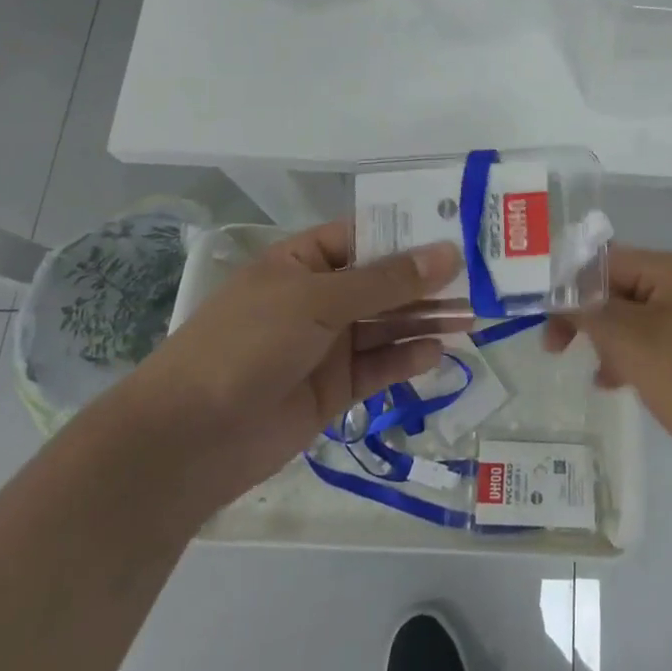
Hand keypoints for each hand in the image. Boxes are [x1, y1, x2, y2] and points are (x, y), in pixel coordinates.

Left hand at [136, 220, 460, 504]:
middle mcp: (319, 298)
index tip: (461, 230)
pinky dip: (408, 359)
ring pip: (388, 325)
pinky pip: (380, 366)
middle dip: (428, 281)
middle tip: (482, 278)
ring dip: (427, 319)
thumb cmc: (248, 344)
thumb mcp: (318, 300)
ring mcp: (327, 344)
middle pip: (384, 282)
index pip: (367, 236)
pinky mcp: (335, 388)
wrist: (189, 440)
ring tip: (473, 315)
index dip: (411, 233)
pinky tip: (438, 352)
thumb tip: (448, 252)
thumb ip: (386, 281)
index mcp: (304, 262)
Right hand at [547, 246, 671, 471]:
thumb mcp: (632, 341)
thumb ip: (590, 312)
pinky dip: (630, 358)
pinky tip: (614, 384)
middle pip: (620, 288)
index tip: (541, 315)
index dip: (570, 283)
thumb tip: (560, 294)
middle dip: (587, 315)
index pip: (607, 261)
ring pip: (634, 319)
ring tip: (592, 372)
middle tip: (554, 347)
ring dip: (607, 340)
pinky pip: (654, 345)